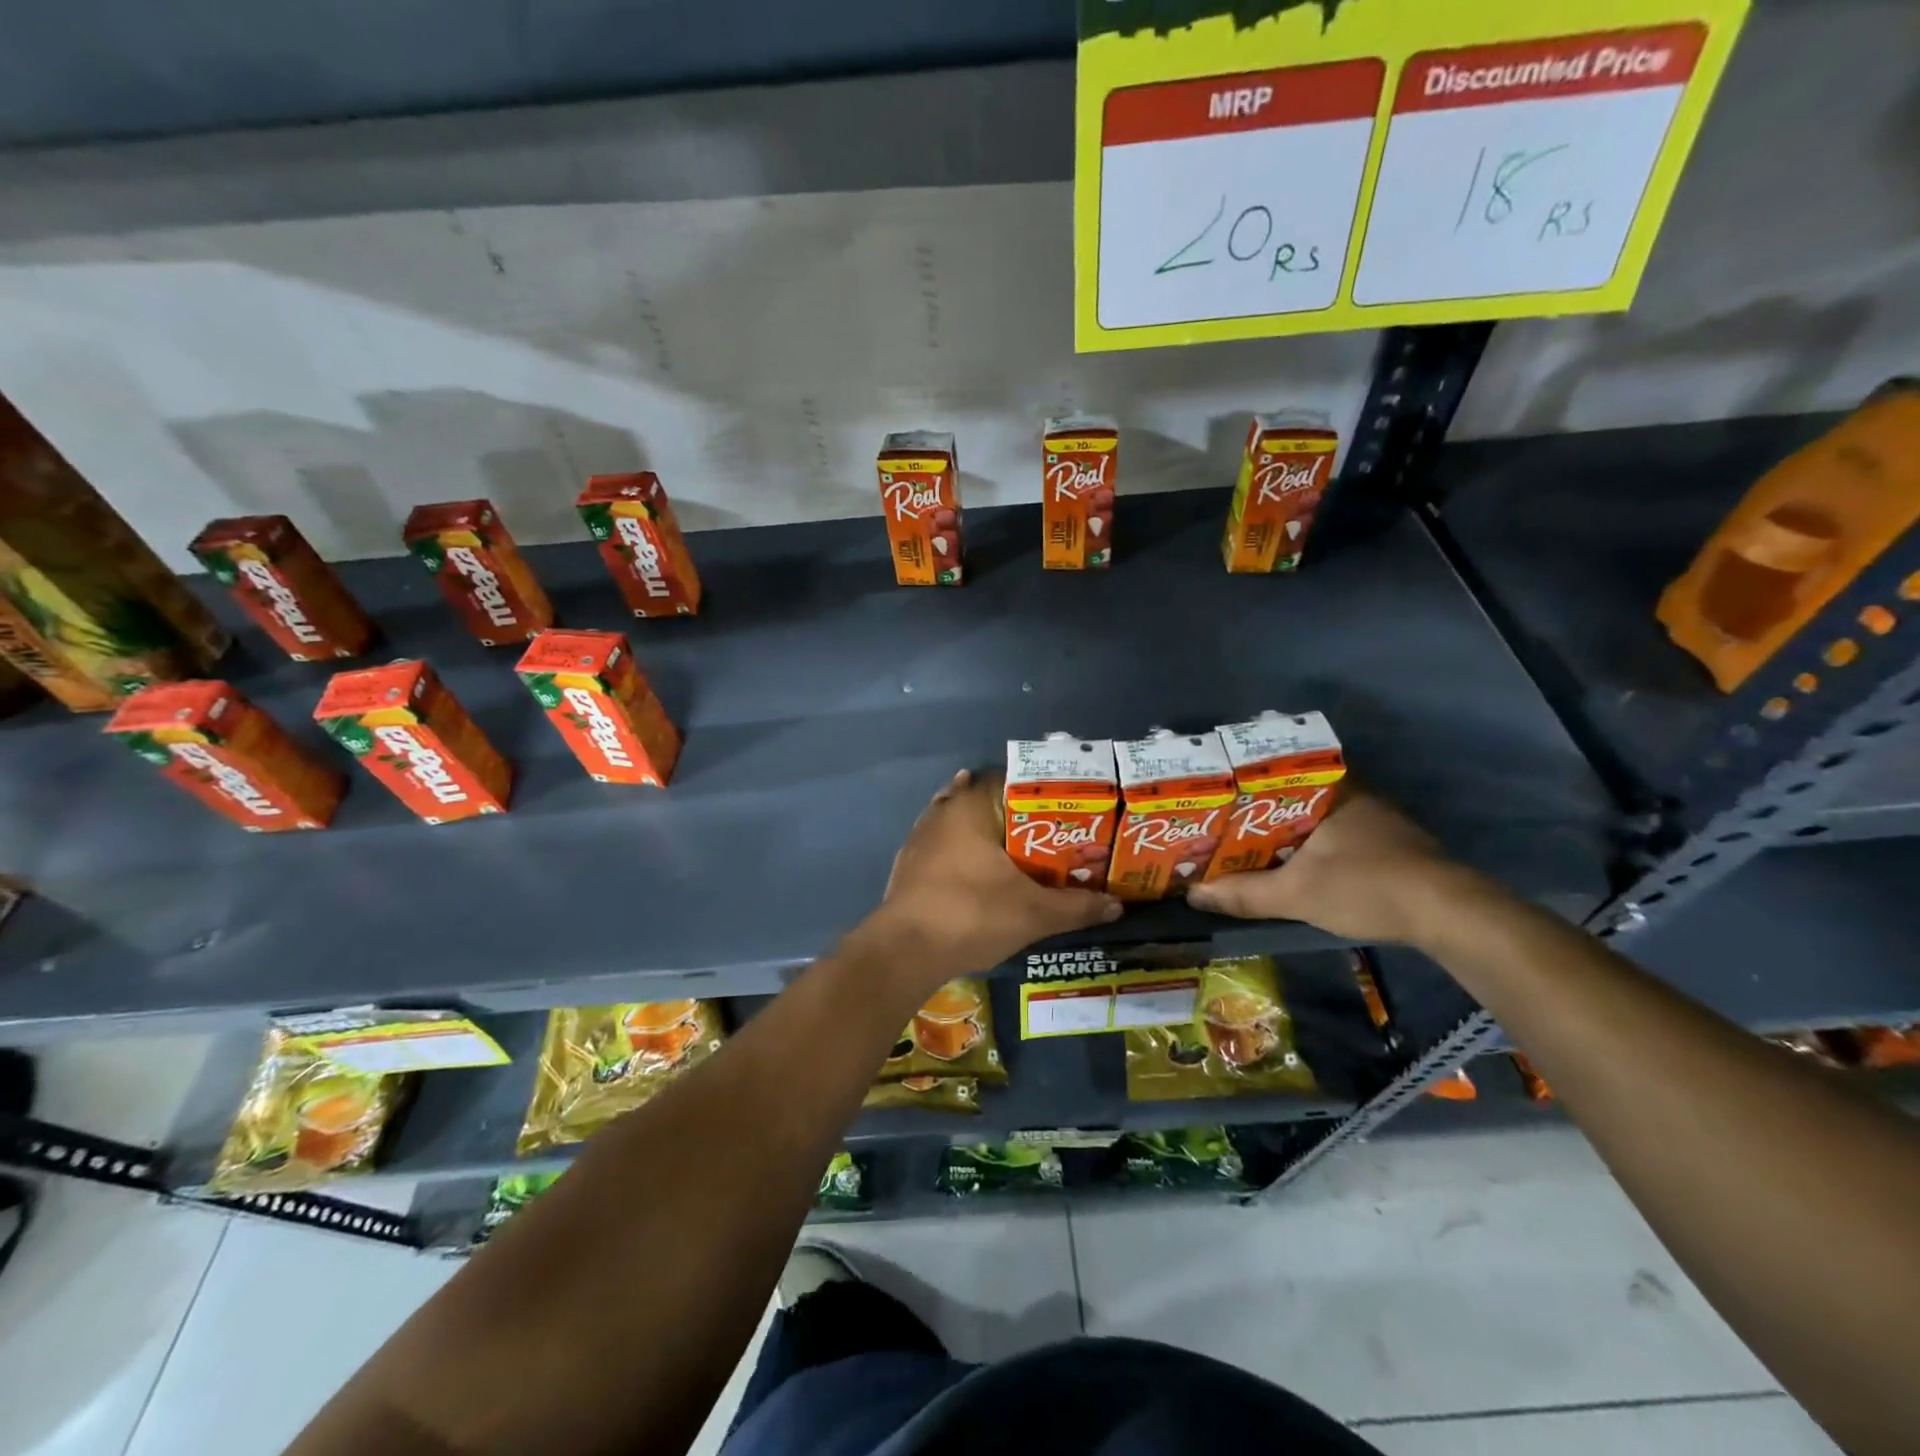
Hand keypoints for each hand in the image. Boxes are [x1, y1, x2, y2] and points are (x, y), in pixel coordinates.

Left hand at [866, 768, 1121, 985]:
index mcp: (971, 808)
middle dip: (1012, 812)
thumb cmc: (972, 914)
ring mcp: (919, 838)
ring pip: (958, 821)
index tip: (1063, 806)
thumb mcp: (1034, 913)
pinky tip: (974, 867)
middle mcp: (942, 812)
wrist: (905, 950)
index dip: (1038, 791)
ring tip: (1014, 847)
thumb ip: (1076, 907)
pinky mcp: (906, 864)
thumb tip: (1117, 906)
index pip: (1009, 779)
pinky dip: (960, 851)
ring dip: (983, 830)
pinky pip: (941, 846)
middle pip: (982, 799)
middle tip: (1046, 830)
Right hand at [1186, 788, 1470, 943]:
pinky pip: (1334, 831)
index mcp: (1330, 789)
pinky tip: (1292, 860)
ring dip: (1285, 826)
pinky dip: (1309, 842)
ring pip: (1315, 814)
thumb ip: (1243, 894)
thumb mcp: (1296, 894)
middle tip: (1222, 818)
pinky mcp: (1388, 843)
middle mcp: (1353, 794)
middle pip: (1293, 792)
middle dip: (1258, 806)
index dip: (1244, 777)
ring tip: (1246, 840)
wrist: (1450, 915)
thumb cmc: (1367, 886)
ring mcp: (1375, 818)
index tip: (1217, 788)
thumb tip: (1193, 894)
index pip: (1278, 768)